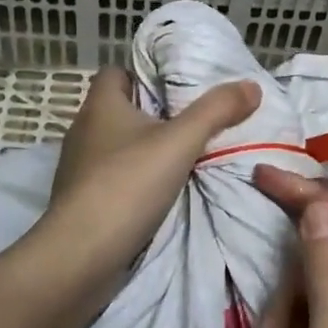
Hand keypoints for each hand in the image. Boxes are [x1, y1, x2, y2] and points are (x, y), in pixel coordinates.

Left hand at [39, 67, 259, 277]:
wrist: (81, 256)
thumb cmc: (127, 184)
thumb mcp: (181, 142)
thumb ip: (216, 111)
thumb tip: (251, 85)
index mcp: (99, 105)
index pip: (115, 72)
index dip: (143, 75)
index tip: (175, 88)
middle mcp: (82, 130)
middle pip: (117, 109)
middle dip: (149, 114)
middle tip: (188, 122)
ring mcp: (76, 167)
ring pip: (113, 145)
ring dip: (141, 149)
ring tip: (178, 158)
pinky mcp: (78, 200)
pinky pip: (109, 177)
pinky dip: (130, 180)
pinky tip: (156, 193)